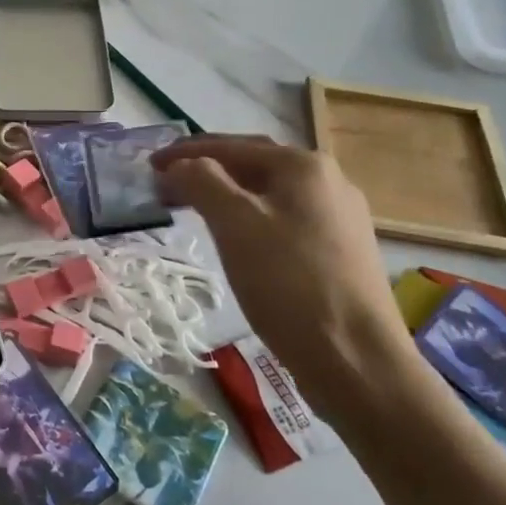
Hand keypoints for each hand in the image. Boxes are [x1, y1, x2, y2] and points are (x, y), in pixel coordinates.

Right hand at [153, 136, 423, 432]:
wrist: (355, 358)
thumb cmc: (288, 283)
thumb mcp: (235, 225)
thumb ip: (203, 182)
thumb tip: (183, 164)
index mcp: (304, 166)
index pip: (232, 146)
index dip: (186, 151)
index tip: (150, 164)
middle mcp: (328, 182)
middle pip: (254, 165)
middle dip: (207, 169)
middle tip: (166, 183)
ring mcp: (339, 218)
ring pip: (269, 194)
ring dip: (227, 195)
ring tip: (192, 208)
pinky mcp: (340, 252)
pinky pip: (284, 220)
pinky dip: (250, 218)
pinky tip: (236, 238)